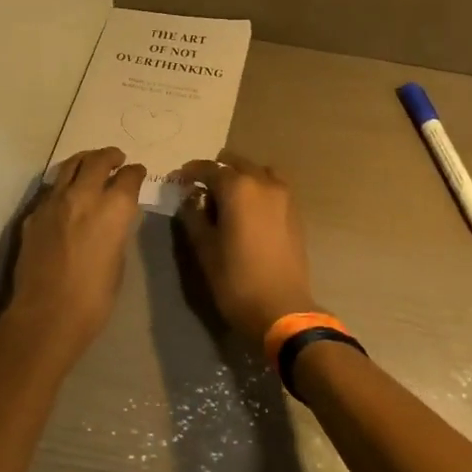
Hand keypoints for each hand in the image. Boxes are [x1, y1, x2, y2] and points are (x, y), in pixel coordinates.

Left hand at [6, 147, 146, 355]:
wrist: (47, 313)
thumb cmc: (94, 297)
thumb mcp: (118, 259)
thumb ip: (116, 230)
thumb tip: (112, 219)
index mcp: (113, 208)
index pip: (129, 177)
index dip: (136, 172)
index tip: (138, 171)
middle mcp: (83, 195)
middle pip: (98, 161)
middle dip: (110, 156)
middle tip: (117, 157)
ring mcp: (53, 202)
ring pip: (70, 166)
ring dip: (84, 161)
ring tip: (91, 162)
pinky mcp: (33, 214)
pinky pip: (52, 190)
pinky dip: (64, 185)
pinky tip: (66, 195)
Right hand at [175, 151, 318, 343]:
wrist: (281, 308)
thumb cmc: (235, 279)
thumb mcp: (204, 248)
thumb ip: (194, 215)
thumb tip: (191, 198)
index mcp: (238, 188)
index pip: (208, 168)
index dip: (189, 172)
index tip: (176, 180)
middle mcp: (263, 183)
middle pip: (236, 163)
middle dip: (215, 171)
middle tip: (199, 189)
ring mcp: (284, 196)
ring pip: (258, 171)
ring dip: (240, 177)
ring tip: (226, 197)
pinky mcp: (295, 212)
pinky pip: (273, 187)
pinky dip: (257, 188)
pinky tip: (247, 210)